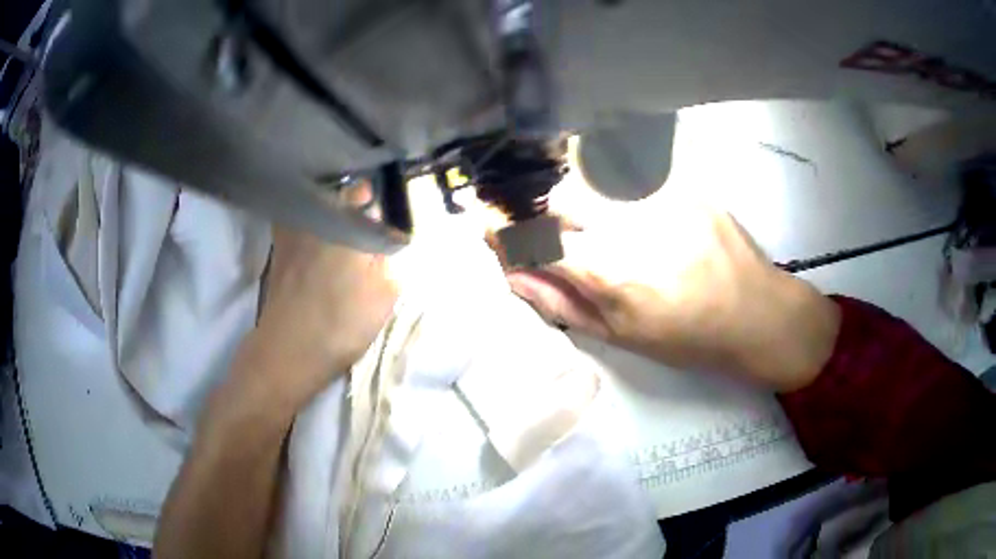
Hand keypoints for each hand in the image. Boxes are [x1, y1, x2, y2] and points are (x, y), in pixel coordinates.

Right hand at [499, 201, 840, 391]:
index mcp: (610, 271)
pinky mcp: (681, 182)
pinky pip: (626, 169)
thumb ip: (561, 303)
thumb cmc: (689, 339)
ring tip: (583, 217)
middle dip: (538, 210)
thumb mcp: (621, 337)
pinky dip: (605, 180)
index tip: (485, 227)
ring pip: (588, 175)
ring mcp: (658, 195)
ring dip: (571, 193)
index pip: (533, 237)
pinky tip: (619, 202)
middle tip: (543, 229)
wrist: (757, 313)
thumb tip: (514, 276)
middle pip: (557, 195)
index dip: (501, 232)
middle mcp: (628, 222)